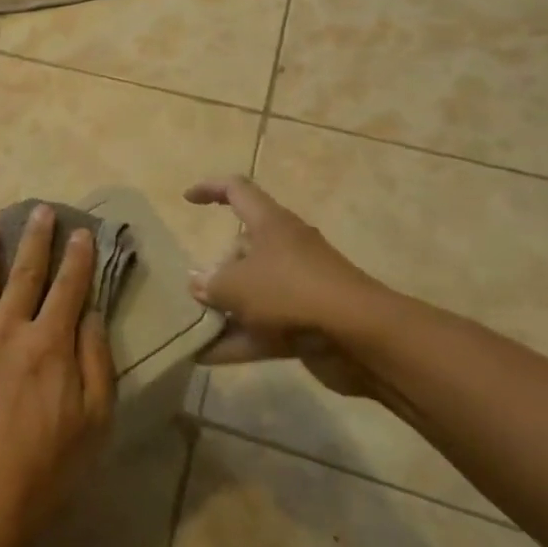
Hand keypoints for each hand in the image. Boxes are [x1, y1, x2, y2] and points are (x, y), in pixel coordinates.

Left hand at [0, 206, 115, 546]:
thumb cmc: (46, 468)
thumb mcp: (94, 422)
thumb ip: (95, 362)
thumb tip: (91, 314)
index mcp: (50, 343)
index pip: (69, 287)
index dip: (77, 257)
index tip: (81, 230)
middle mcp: (9, 330)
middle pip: (24, 274)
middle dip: (35, 239)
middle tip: (40, 210)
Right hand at [184, 176, 406, 397]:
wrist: (360, 337)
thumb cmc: (291, 292)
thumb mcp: (236, 285)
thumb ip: (211, 284)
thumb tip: (198, 283)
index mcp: (270, 223)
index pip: (237, 191)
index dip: (210, 189)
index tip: (187, 199)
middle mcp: (285, 248)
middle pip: (243, 248)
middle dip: (217, 268)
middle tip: (194, 291)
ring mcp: (298, 286)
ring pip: (253, 291)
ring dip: (225, 309)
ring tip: (192, 325)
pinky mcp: (306, 321)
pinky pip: (263, 327)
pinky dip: (237, 340)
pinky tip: (205, 357)